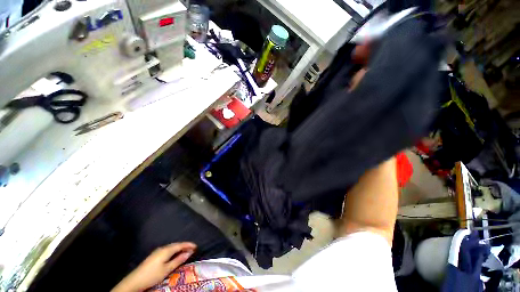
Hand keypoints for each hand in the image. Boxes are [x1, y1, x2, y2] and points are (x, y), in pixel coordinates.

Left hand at [112, 242, 196, 291]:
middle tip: (192, 248)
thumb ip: (178, 260)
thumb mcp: (167, 269)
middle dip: (185, 246)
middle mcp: (162, 248)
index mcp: (166, 250)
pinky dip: (174, 250)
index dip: (189, 245)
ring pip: (172, 247)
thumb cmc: (153, 275)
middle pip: (176, 245)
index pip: (180, 245)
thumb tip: (189, 253)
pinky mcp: (154, 255)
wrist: (135, 281)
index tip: (196, 246)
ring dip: (179, 248)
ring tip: (186, 251)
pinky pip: (168, 249)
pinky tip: (175, 254)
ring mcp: (157, 251)